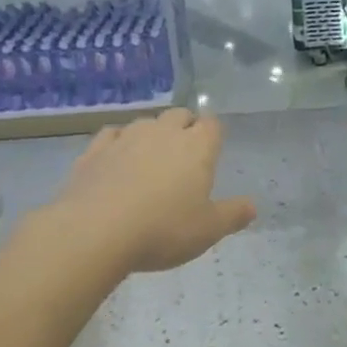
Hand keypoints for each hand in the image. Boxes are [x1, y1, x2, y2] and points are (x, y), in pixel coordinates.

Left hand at [61, 109, 255, 271]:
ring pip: (145, 122)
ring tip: (150, 159)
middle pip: (179, 115)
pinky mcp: (94, 150)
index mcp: (197, 147)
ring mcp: (126, 138)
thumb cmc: (162, 229)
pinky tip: (116, 159)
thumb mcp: (208, 230)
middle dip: (184, 127)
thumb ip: (233, 215)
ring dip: (152, 134)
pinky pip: (111, 134)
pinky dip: (118, 142)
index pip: (212, 124)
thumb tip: (252, 206)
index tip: (212, 151)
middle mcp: (163, 133)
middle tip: (184, 155)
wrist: (94, 232)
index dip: (213, 135)